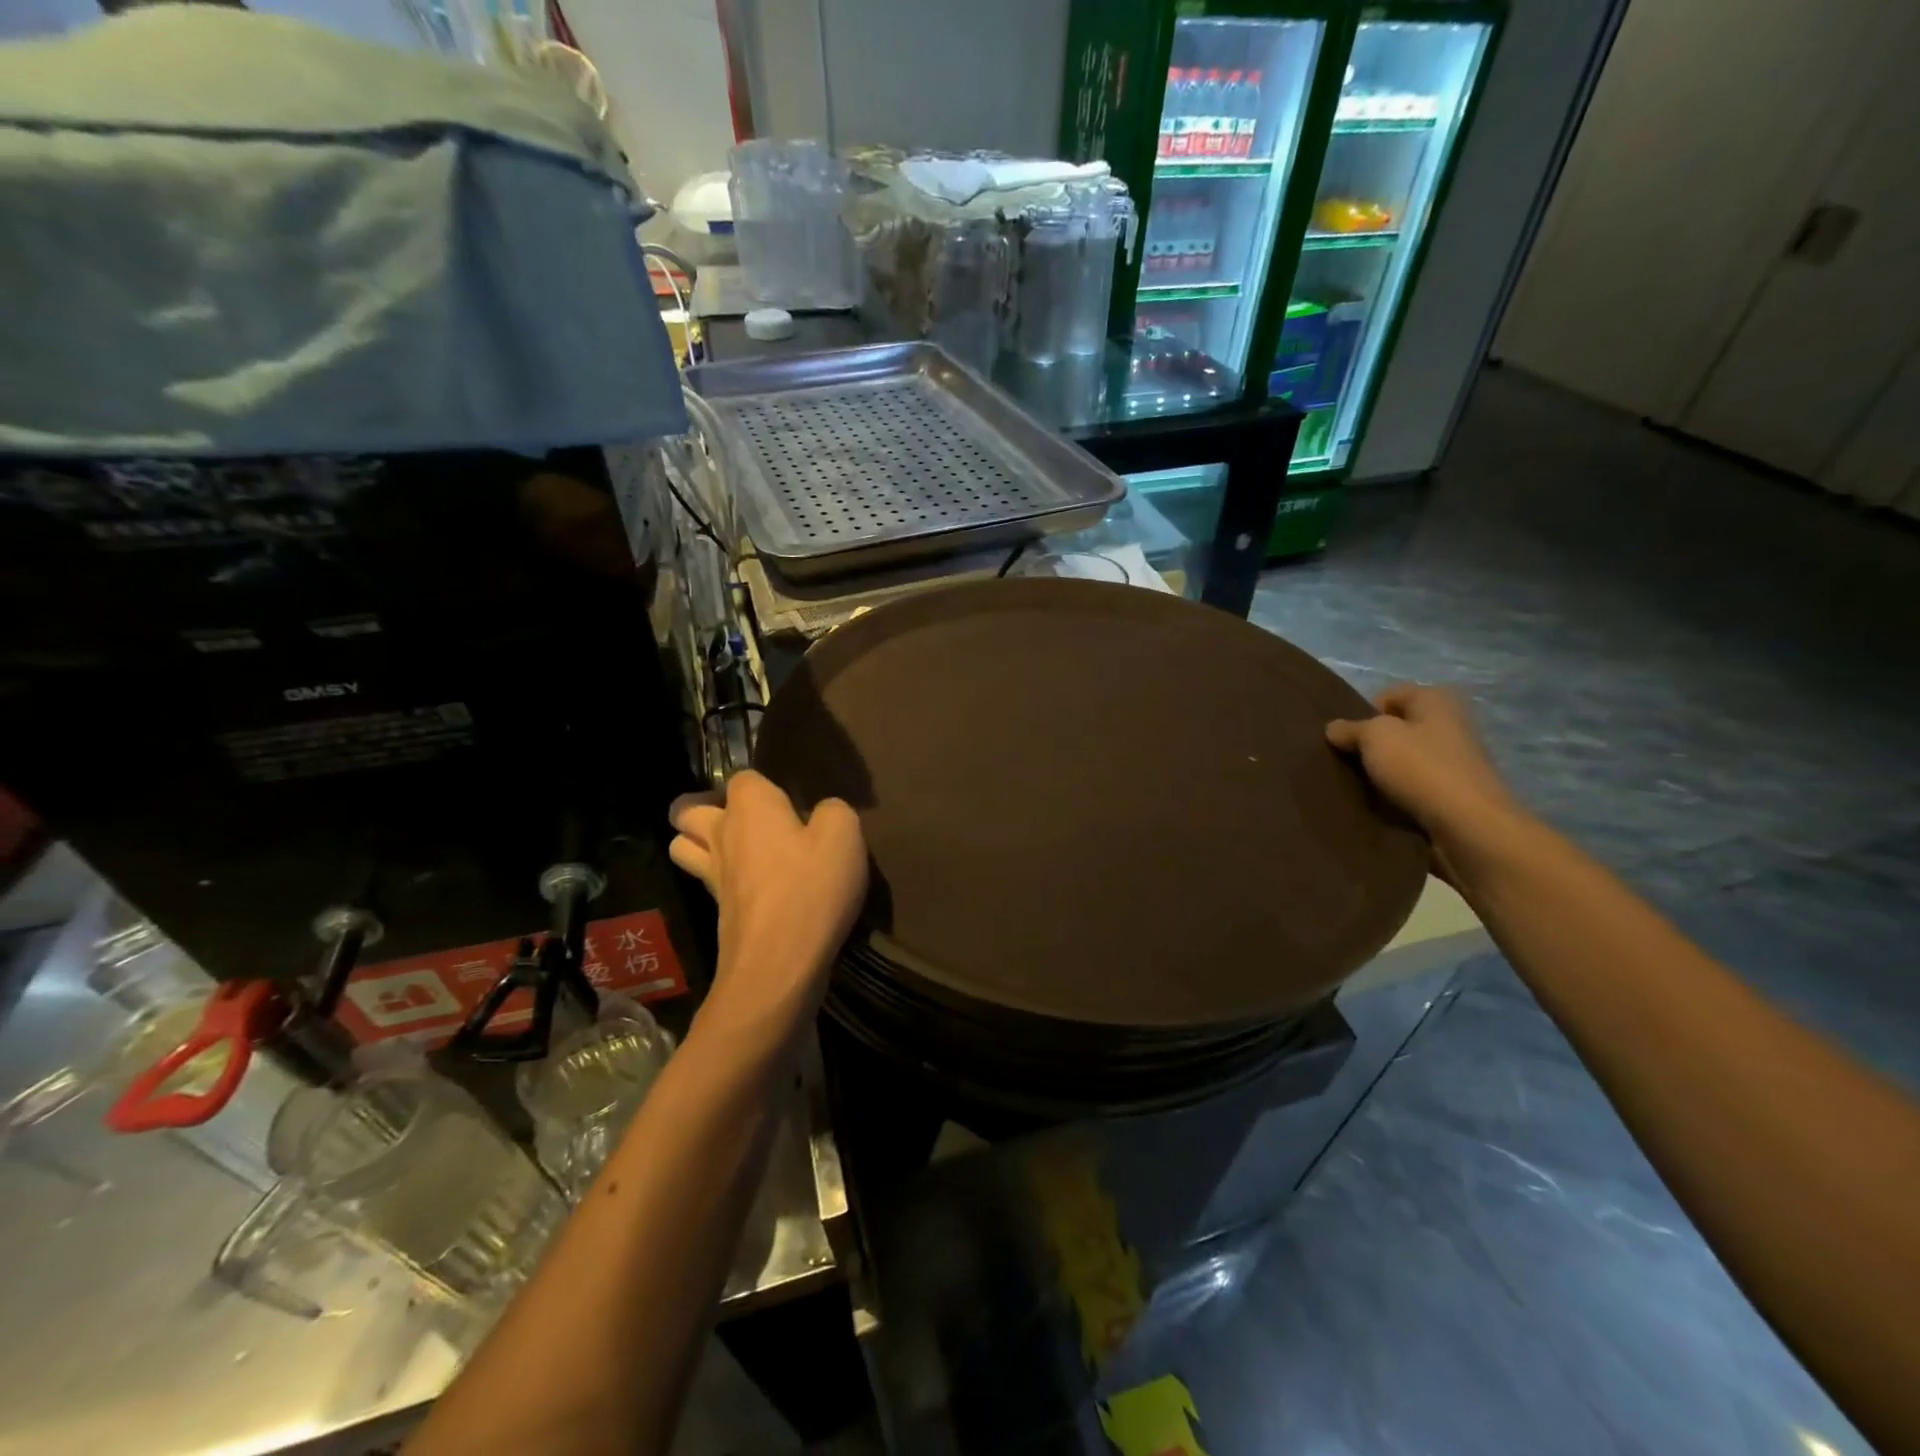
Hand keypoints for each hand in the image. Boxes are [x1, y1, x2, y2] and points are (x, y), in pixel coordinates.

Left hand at [668, 772, 867, 1031]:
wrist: (779, 964)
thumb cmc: (811, 888)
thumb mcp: (845, 835)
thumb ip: (834, 812)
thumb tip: (822, 814)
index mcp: (750, 807)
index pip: (741, 777)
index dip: (763, 784)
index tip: (787, 800)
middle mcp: (721, 834)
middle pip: (686, 810)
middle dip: (704, 807)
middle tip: (742, 818)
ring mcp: (712, 877)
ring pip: (683, 847)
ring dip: (699, 842)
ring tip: (735, 849)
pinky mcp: (716, 913)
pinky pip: (706, 883)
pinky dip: (720, 879)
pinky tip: (752, 887)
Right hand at [1326, 685, 1520, 858]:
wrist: (1468, 826)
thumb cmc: (1421, 768)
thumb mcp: (1375, 737)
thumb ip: (1350, 729)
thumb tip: (1333, 728)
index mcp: (1436, 700)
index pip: (1388, 695)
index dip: (1363, 713)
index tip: (1346, 737)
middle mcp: (1449, 724)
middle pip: (1396, 728)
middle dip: (1370, 744)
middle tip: (1346, 761)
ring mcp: (1454, 760)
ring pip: (1403, 759)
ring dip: (1381, 771)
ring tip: (1358, 785)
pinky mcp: (1452, 793)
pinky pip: (1413, 786)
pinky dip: (1396, 794)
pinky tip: (1380, 804)